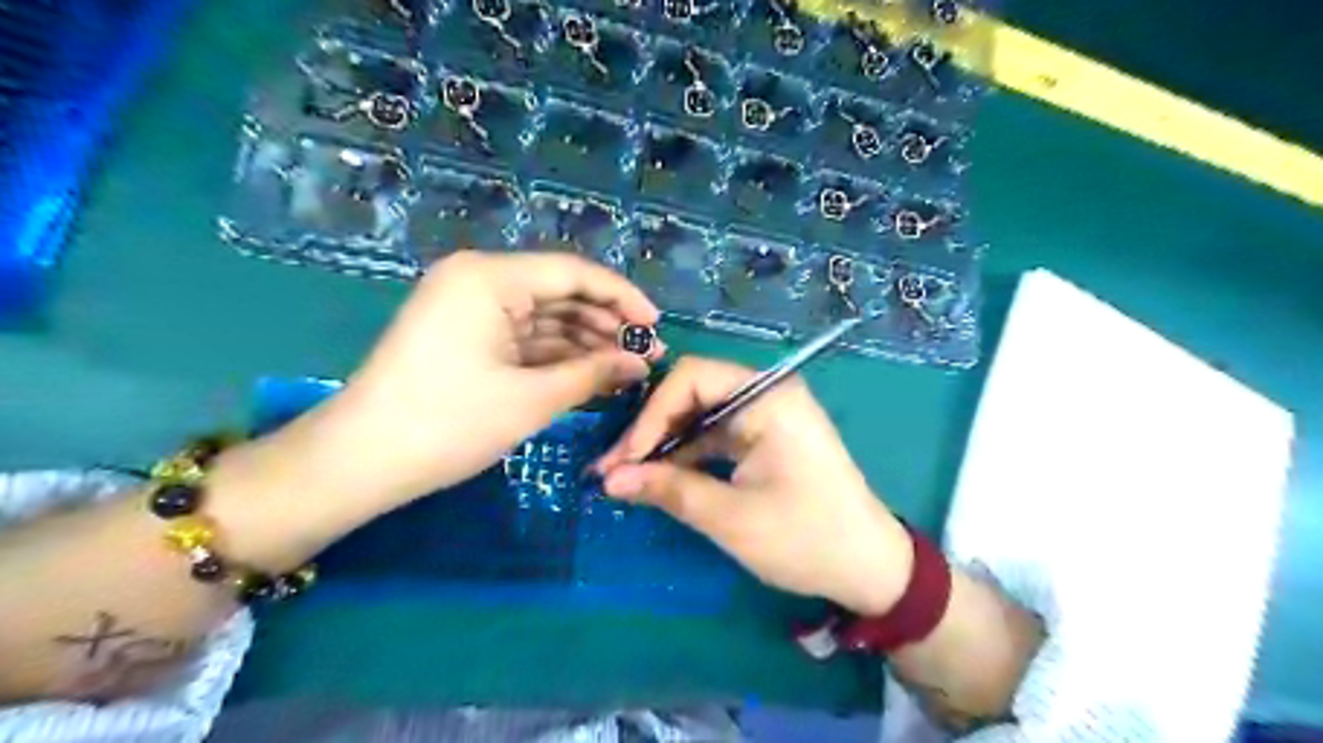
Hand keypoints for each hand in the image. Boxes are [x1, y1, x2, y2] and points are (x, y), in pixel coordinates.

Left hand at [290, 250, 660, 503]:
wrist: (361, 462)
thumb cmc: (448, 423)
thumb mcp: (530, 398)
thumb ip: (593, 373)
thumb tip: (641, 363)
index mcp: (489, 277)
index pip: (573, 273)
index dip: (622, 297)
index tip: (656, 326)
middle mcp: (479, 281)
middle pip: (560, 292)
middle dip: (606, 324)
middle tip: (647, 356)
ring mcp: (470, 309)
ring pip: (544, 317)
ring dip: (585, 342)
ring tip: (627, 369)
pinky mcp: (466, 336)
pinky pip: (524, 337)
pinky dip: (556, 355)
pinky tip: (591, 373)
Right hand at [598, 356, 909, 611]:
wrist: (869, 566)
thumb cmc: (806, 539)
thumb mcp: (731, 518)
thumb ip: (669, 490)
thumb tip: (609, 479)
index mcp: (768, 397)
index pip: (691, 378)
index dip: (649, 416)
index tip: (622, 461)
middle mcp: (767, 393)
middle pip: (692, 392)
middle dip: (651, 431)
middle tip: (613, 471)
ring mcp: (768, 414)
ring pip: (700, 414)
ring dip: (664, 445)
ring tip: (627, 478)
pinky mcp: (766, 436)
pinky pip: (716, 433)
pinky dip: (688, 455)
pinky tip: (661, 478)